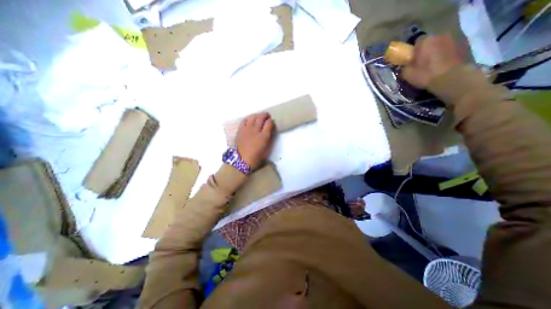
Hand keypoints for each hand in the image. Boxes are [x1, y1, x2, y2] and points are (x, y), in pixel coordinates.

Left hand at [235, 112, 273, 169]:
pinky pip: (244, 120)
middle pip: (261, 117)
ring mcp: (247, 129)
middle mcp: (255, 130)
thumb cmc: (256, 157)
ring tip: (259, 117)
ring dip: (257, 115)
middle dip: (265, 115)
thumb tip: (271, 131)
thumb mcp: (267, 150)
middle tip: (267, 116)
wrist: (242, 160)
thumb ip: (270, 139)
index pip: (269, 123)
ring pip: (252, 117)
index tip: (272, 121)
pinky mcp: (240, 130)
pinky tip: (250, 120)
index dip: (271, 121)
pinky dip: (248, 118)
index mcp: (263, 136)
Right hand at [401, 34, 463, 88]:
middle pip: (431, 41)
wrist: (451, 78)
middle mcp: (440, 35)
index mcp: (425, 41)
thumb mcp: (407, 74)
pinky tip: (444, 64)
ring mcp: (455, 38)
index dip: (413, 50)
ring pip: (442, 44)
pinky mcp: (465, 45)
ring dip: (438, 51)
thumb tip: (403, 66)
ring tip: (434, 63)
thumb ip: (403, 67)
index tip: (412, 58)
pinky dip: (447, 54)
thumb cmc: (426, 74)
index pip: (416, 41)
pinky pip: (451, 48)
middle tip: (422, 61)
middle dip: (426, 49)